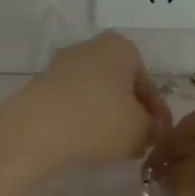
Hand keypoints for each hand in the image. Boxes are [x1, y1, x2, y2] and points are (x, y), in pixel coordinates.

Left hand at [21, 33, 171, 166]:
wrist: (35, 130)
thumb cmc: (99, 120)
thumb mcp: (140, 130)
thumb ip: (153, 128)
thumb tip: (152, 130)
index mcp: (121, 47)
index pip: (148, 84)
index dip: (157, 114)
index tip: (159, 138)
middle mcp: (91, 48)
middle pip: (120, 85)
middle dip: (130, 113)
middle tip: (137, 142)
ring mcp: (62, 65)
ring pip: (95, 94)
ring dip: (106, 118)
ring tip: (112, 148)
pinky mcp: (40, 86)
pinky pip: (72, 104)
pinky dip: (82, 121)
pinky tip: (84, 143)